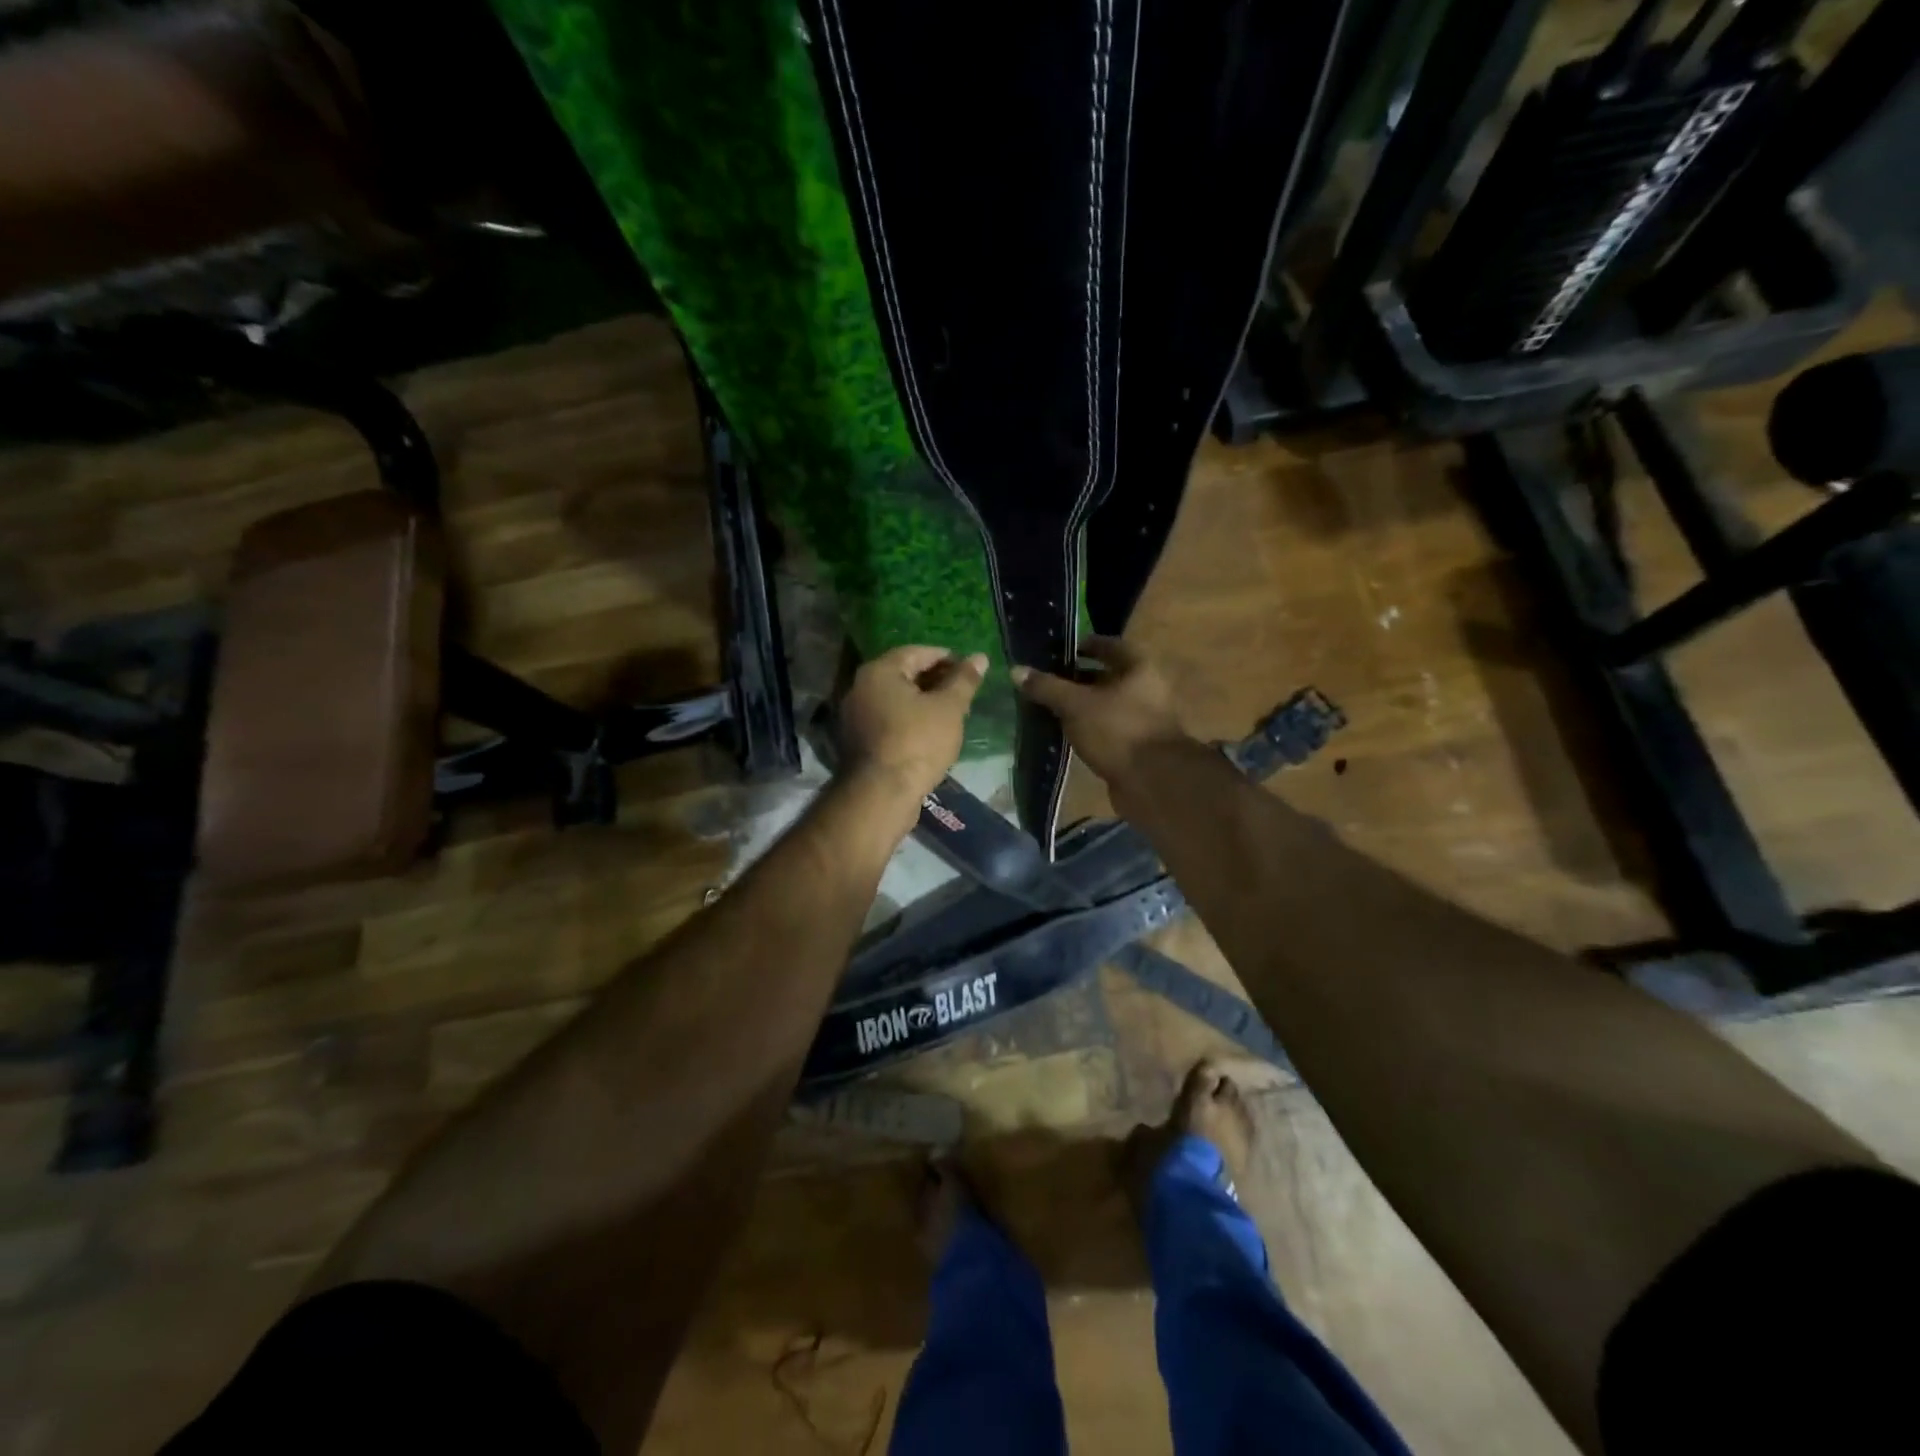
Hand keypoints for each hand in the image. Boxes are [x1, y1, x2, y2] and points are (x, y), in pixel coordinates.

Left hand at [839, 645, 987, 822]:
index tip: (970, 670)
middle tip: (964, 692)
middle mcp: (860, 688)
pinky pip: (889, 720)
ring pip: (896, 699)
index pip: (917, 652)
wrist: (882, 794)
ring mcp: (856, 716)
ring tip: (952, 713)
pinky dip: (909, 720)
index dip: (947, 658)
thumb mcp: (949, 708)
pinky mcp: (859, 741)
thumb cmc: (918, 743)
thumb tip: (979, 657)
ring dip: (923, 702)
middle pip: (904, 674)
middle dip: (936, 681)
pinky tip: (931, 733)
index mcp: (879, 671)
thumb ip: (964, 680)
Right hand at [1012, 637, 1187, 787]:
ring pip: (1105, 706)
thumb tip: (1016, 670)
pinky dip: (1088, 729)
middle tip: (1045, 681)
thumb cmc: (1117, 730)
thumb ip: (1046, 687)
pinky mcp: (1135, 747)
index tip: (1057, 652)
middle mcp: (1146, 689)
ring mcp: (1142, 720)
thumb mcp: (1076, 705)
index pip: (1108, 646)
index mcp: (1138, 668)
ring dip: (1081, 707)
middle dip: (1077, 679)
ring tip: (1048, 708)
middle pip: (1107, 677)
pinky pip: (1106, 730)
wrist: (1153, 782)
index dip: (1083, 646)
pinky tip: (1064, 734)